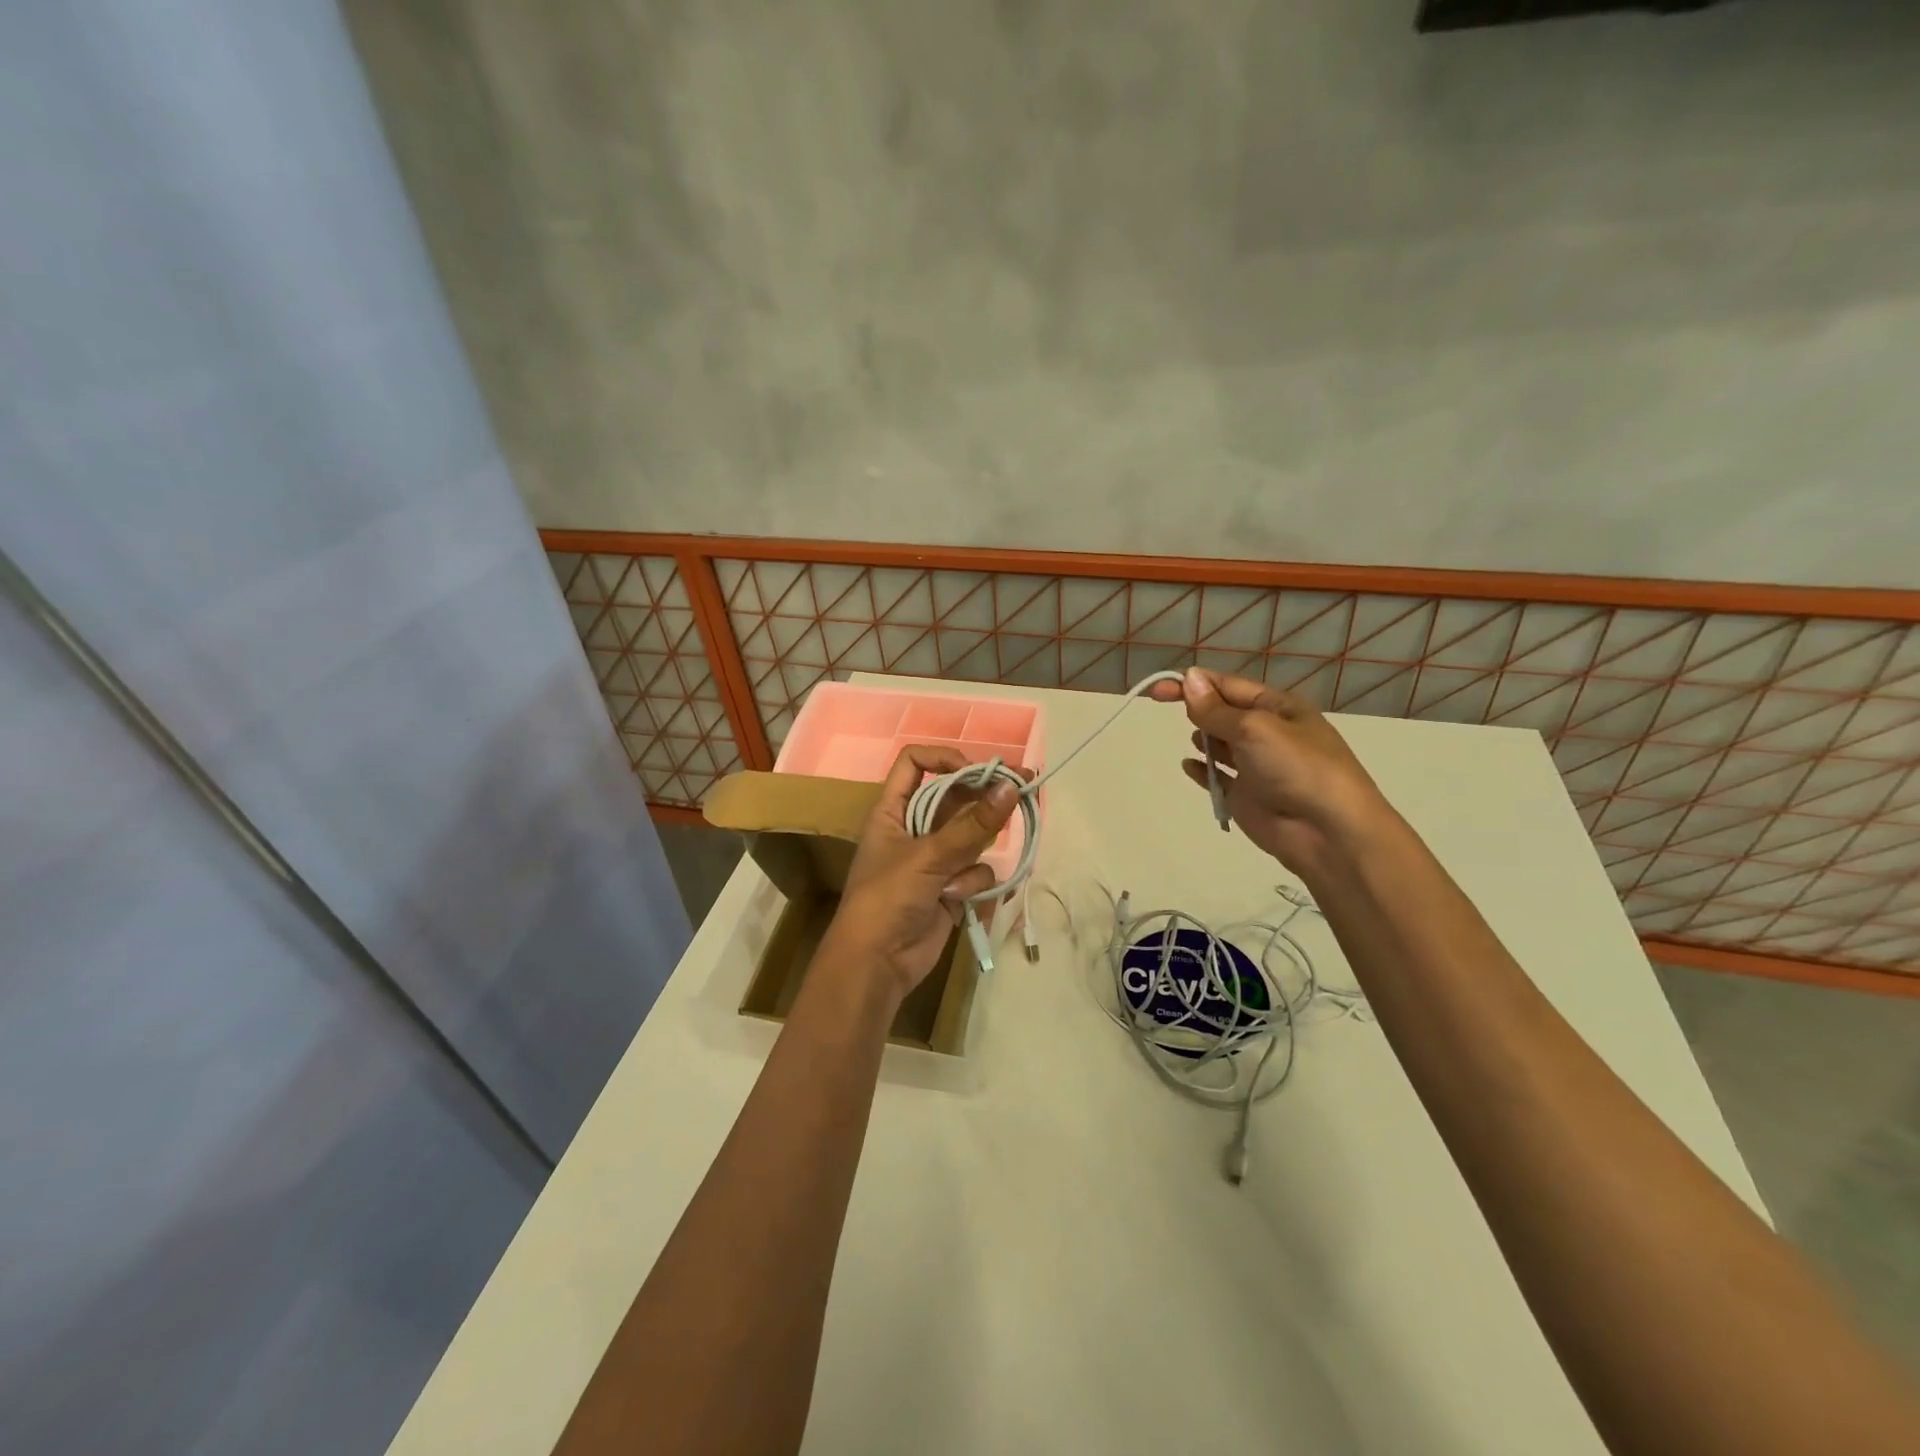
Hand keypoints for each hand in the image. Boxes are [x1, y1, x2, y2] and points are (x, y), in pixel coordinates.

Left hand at [828, 746, 1021, 999]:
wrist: (876, 964)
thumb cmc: (888, 898)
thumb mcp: (928, 856)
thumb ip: (973, 824)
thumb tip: (1011, 786)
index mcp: (893, 810)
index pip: (915, 764)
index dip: (945, 759)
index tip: (977, 771)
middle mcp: (914, 828)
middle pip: (954, 798)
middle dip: (983, 799)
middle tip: (1022, 789)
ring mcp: (934, 859)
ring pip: (971, 837)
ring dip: (972, 855)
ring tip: (959, 876)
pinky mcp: (950, 887)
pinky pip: (976, 871)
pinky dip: (972, 885)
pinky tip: (957, 901)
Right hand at [1150, 667, 1390, 875]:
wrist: (1328, 832)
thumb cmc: (1297, 768)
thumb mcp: (1255, 728)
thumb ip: (1216, 709)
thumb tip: (1188, 678)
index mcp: (1278, 708)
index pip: (1228, 686)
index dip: (1193, 684)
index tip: (1158, 690)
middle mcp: (1268, 733)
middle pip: (1223, 713)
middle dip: (1199, 709)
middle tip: (1181, 716)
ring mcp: (1257, 766)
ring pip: (1220, 744)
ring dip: (1203, 738)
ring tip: (1197, 742)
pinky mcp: (1246, 797)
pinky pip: (1218, 777)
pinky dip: (1202, 770)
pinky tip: (1188, 766)